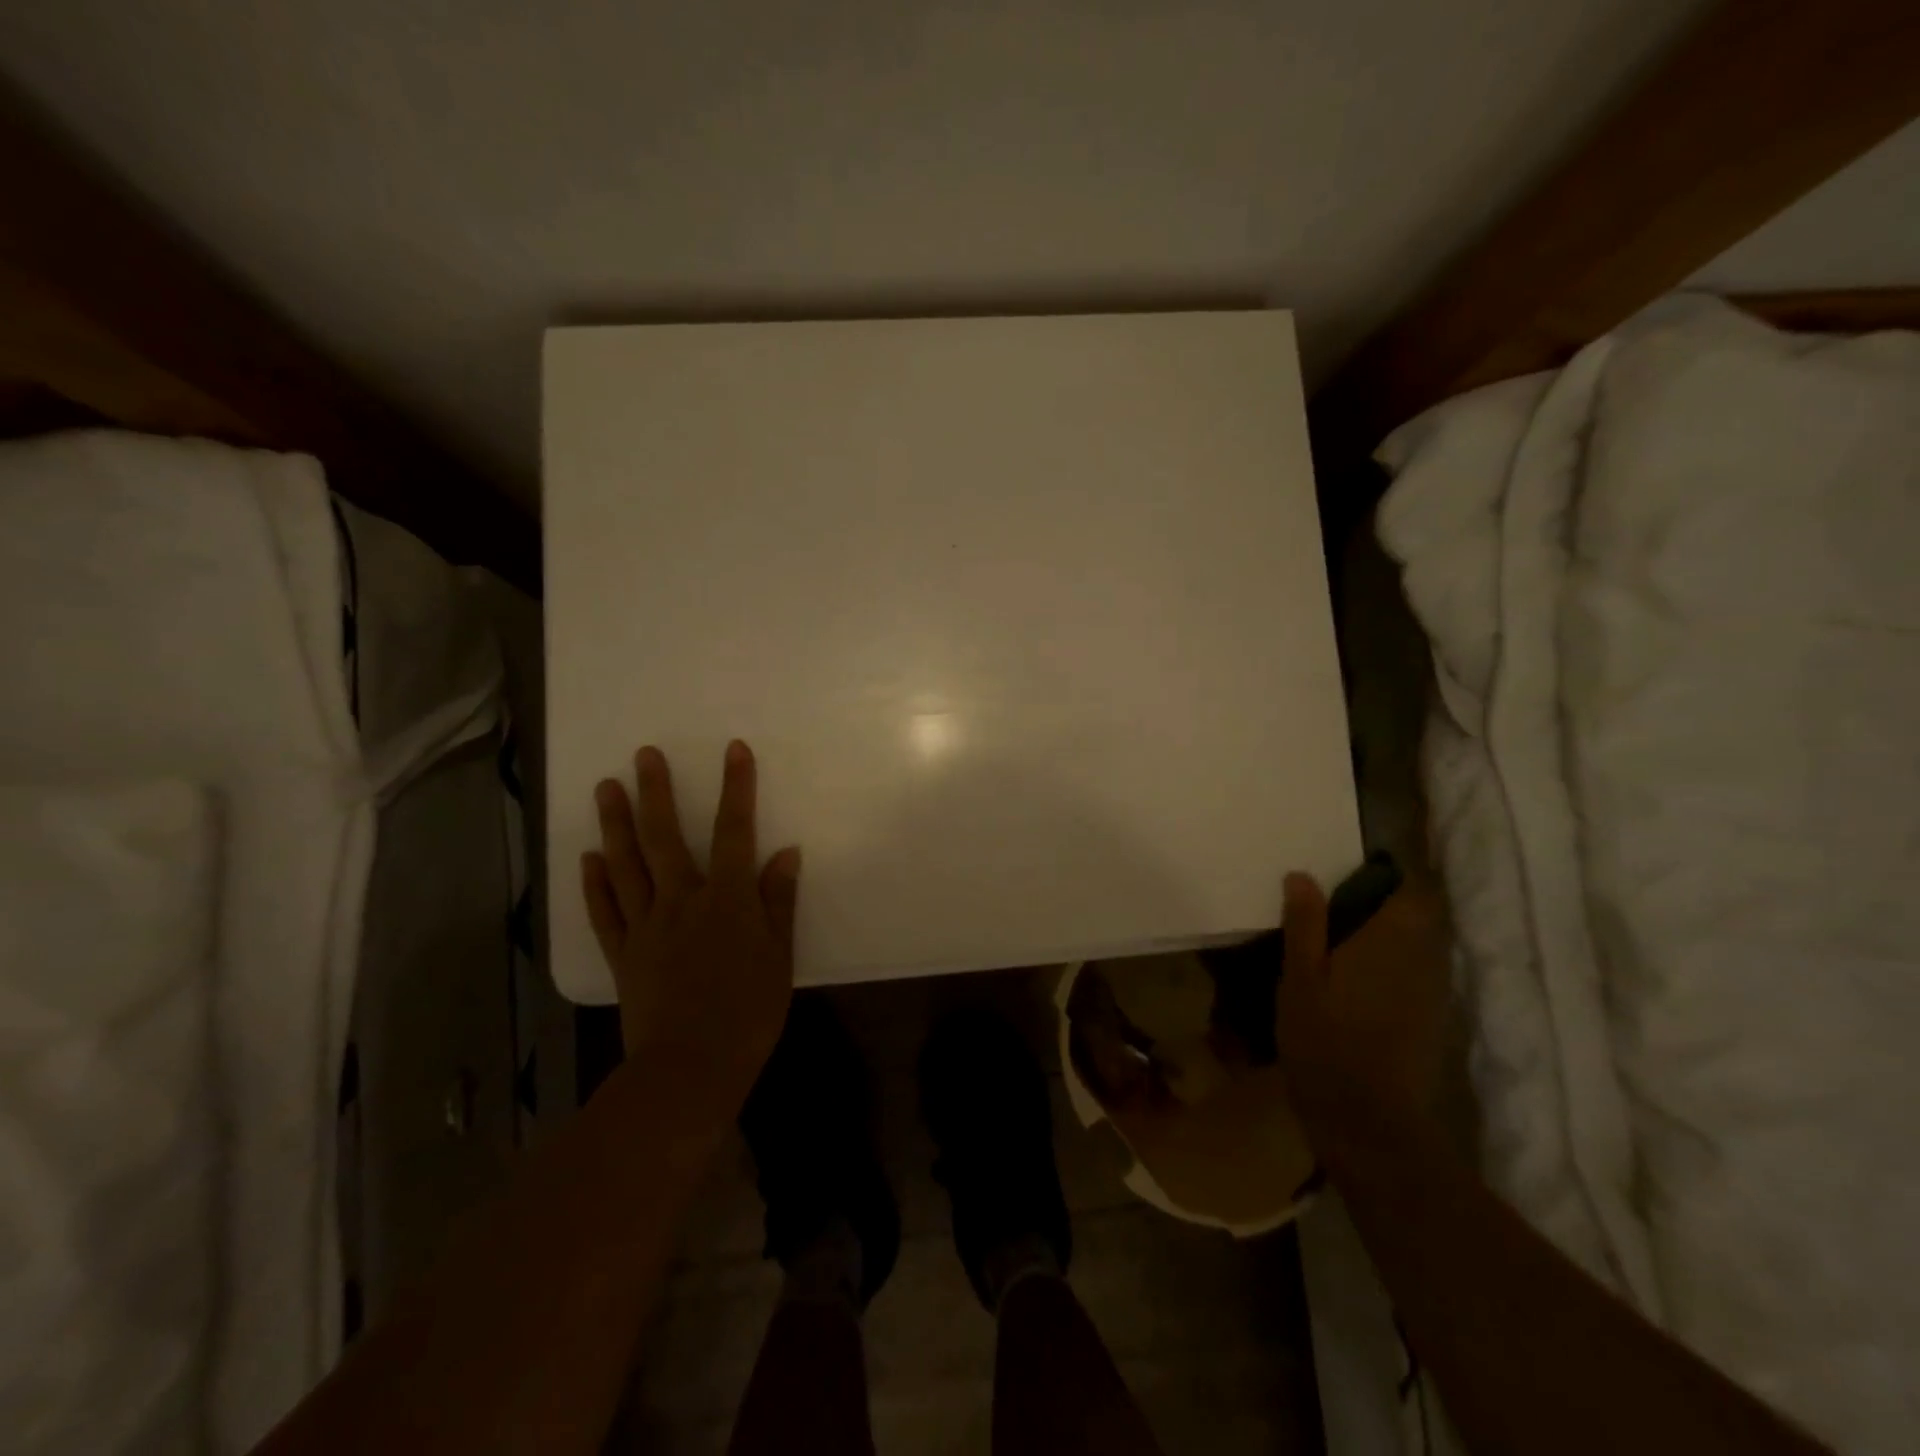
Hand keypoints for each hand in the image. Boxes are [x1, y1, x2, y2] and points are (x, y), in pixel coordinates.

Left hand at [582, 740, 801, 1125]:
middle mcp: (681, 901)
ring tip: (605, 787)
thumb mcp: (779, 956)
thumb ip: (779, 902)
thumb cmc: (748, 1012)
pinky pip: (604, 912)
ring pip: (626, 866)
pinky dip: (594, 883)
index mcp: (727, 900)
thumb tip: (786, 852)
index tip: (734, 750)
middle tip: (644, 755)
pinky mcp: (622, 955)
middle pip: (664, 837)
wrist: (691, 1068)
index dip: (736, 788)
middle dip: (656, 792)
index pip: (734, 831)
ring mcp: (645, 927)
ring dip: (615, 824)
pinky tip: (588, 857)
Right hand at [1275, 872, 1449, 1162]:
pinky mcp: (1432, 1019)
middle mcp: (1423, 959)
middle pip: (1419, 915)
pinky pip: (1418, 973)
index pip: (1414, 890)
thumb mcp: (1298, 979)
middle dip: (1386, 904)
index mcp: (1390, 941)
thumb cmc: (1325, 1043)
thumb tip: (1302, 874)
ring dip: (1390, 935)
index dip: (1391, 876)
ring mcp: (1432, 992)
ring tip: (1344, 942)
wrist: (1370, 1122)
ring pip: (1420, 945)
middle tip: (1338, 907)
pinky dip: (1394, 965)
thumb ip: (1304, 925)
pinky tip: (1358, 982)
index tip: (1354, 874)